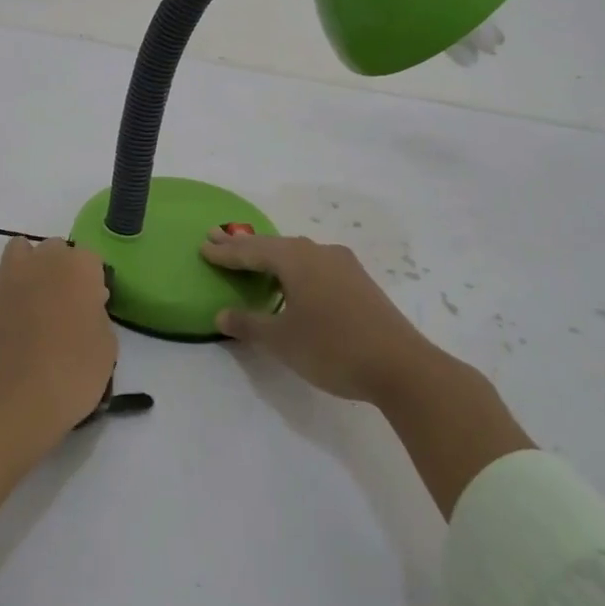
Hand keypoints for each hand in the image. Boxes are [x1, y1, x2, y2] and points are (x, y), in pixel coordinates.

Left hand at [0, 237, 116, 448]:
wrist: (13, 400)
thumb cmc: (72, 373)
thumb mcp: (107, 346)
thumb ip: (98, 315)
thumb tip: (85, 308)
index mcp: (80, 266)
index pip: (92, 260)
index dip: (94, 283)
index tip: (95, 308)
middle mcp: (44, 260)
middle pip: (57, 250)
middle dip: (64, 269)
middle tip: (69, 306)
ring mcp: (10, 275)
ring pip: (25, 253)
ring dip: (34, 268)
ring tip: (40, 303)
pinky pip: (5, 277)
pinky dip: (13, 287)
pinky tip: (20, 318)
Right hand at [200, 229, 440, 405]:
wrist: (401, 366)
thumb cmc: (332, 348)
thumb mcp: (282, 341)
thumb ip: (249, 324)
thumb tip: (221, 315)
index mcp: (296, 260)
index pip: (252, 251)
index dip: (225, 251)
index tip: (203, 245)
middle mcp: (319, 252)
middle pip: (274, 245)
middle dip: (244, 245)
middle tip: (217, 238)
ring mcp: (343, 265)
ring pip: (297, 252)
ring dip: (271, 254)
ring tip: (252, 256)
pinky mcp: (359, 282)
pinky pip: (315, 263)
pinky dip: (293, 266)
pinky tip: (293, 279)